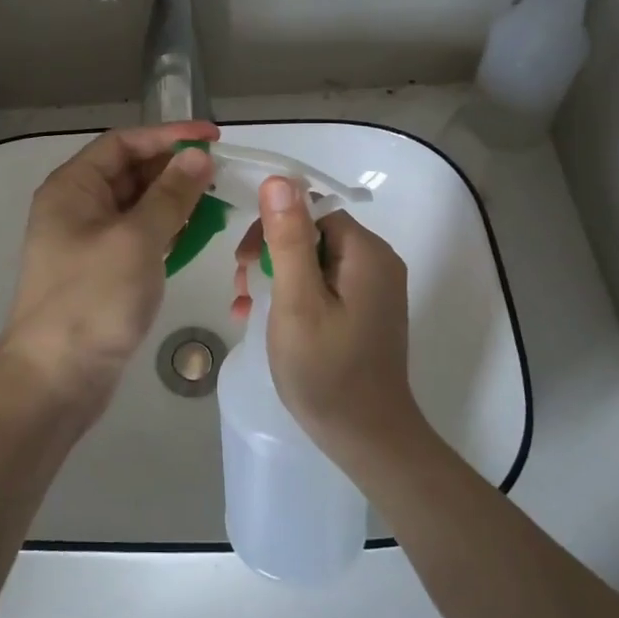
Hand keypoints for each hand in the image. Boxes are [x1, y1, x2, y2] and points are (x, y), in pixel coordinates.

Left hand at [0, 122, 218, 419]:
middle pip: (130, 172)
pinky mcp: (102, 271)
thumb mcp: (136, 240)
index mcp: (72, 188)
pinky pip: (137, 236)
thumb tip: (197, 156)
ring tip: (218, 200)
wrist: (55, 379)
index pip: (123, 143)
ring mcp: (88, 241)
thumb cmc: (92, 300)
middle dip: (175, 169)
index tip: (213, 138)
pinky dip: (165, 231)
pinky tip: (195, 234)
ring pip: (137, 206)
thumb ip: (170, 195)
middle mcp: (76, 207)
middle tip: (223, 172)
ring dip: (174, 200)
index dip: (168, 135)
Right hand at [232, 178, 423, 463]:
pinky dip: (293, 295)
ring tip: (245, 306)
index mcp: (366, 253)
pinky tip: (264, 319)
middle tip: (241, 287)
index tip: (243, 261)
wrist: (367, 438)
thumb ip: (289, 239)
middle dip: (270, 254)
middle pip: (313, 233)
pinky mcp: (366, 312)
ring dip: (275, 276)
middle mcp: (377, 263)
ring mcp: (374, 290)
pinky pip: (324, 286)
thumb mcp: (297, 301)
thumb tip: (280, 179)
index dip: (272, 227)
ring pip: (314, 261)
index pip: (312, 211)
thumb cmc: (326, 370)